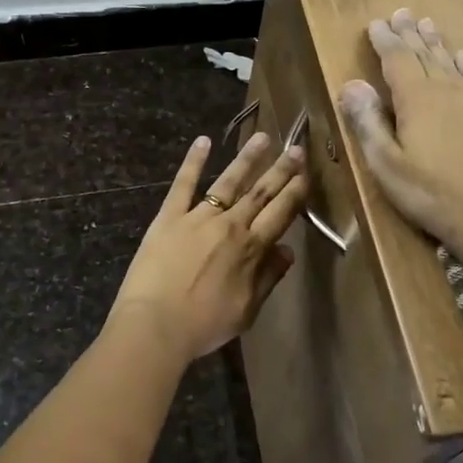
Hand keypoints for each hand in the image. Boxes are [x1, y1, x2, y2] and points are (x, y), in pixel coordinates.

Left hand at [108, 131, 308, 363]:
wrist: (156, 324)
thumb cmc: (204, 324)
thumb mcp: (247, 310)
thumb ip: (268, 277)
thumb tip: (288, 250)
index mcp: (251, 249)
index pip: (280, 213)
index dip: (295, 192)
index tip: (306, 173)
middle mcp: (230, 226)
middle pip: (260, 192)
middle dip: (280, 169)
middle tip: (295, 147)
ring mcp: (198, 217)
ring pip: (228, 182)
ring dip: (247, 158)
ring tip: (261, 137)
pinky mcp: (169, 217)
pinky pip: (183, 184)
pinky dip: (193, 161)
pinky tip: (203, 141)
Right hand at [339, 10, 462, 262]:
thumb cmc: (433, 196)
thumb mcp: (387, 164)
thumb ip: (368, 122)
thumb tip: (351, 84)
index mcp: (417, 100)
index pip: (397, 60)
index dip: (385, 40)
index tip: (376, 23)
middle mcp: (448, 92)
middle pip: (425, 55)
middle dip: (410, 34)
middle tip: (402, 13)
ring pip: (452, 64)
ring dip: (438, 44)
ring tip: (429, 25)